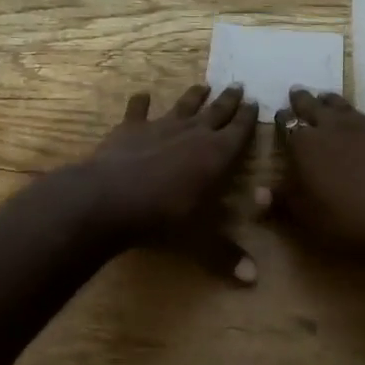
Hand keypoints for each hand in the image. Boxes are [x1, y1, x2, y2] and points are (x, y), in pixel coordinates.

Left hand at [79, 84, 259, 280]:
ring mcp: (159, 127)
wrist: (109, 199)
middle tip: (239, 85)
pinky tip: (142, 94)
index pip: (239, 131)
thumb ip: (226, 254)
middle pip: (215, 112)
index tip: (256, 102)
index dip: (248, 117)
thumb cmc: (162, 218)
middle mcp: (192, 134)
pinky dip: (140, 103)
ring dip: (194, 96)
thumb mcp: (199, 240)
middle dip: (228, 100)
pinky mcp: (129, 129)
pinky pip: (137, 111)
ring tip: (203, 85)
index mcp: (215, 155)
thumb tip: (254, 279)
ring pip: (183, 106)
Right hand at [264, 83, 364, 257]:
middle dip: (302, 100)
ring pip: (343, 104)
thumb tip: (258, 192)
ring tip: (325, 94)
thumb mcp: (309, 217)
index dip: (283, 120)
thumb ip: (283, 200)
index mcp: (305, 147)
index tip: (280, 115)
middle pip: (312, 108)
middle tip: (297, 92)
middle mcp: (332, 127)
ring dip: (332, 99)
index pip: (288, 127)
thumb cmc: (350, 219)